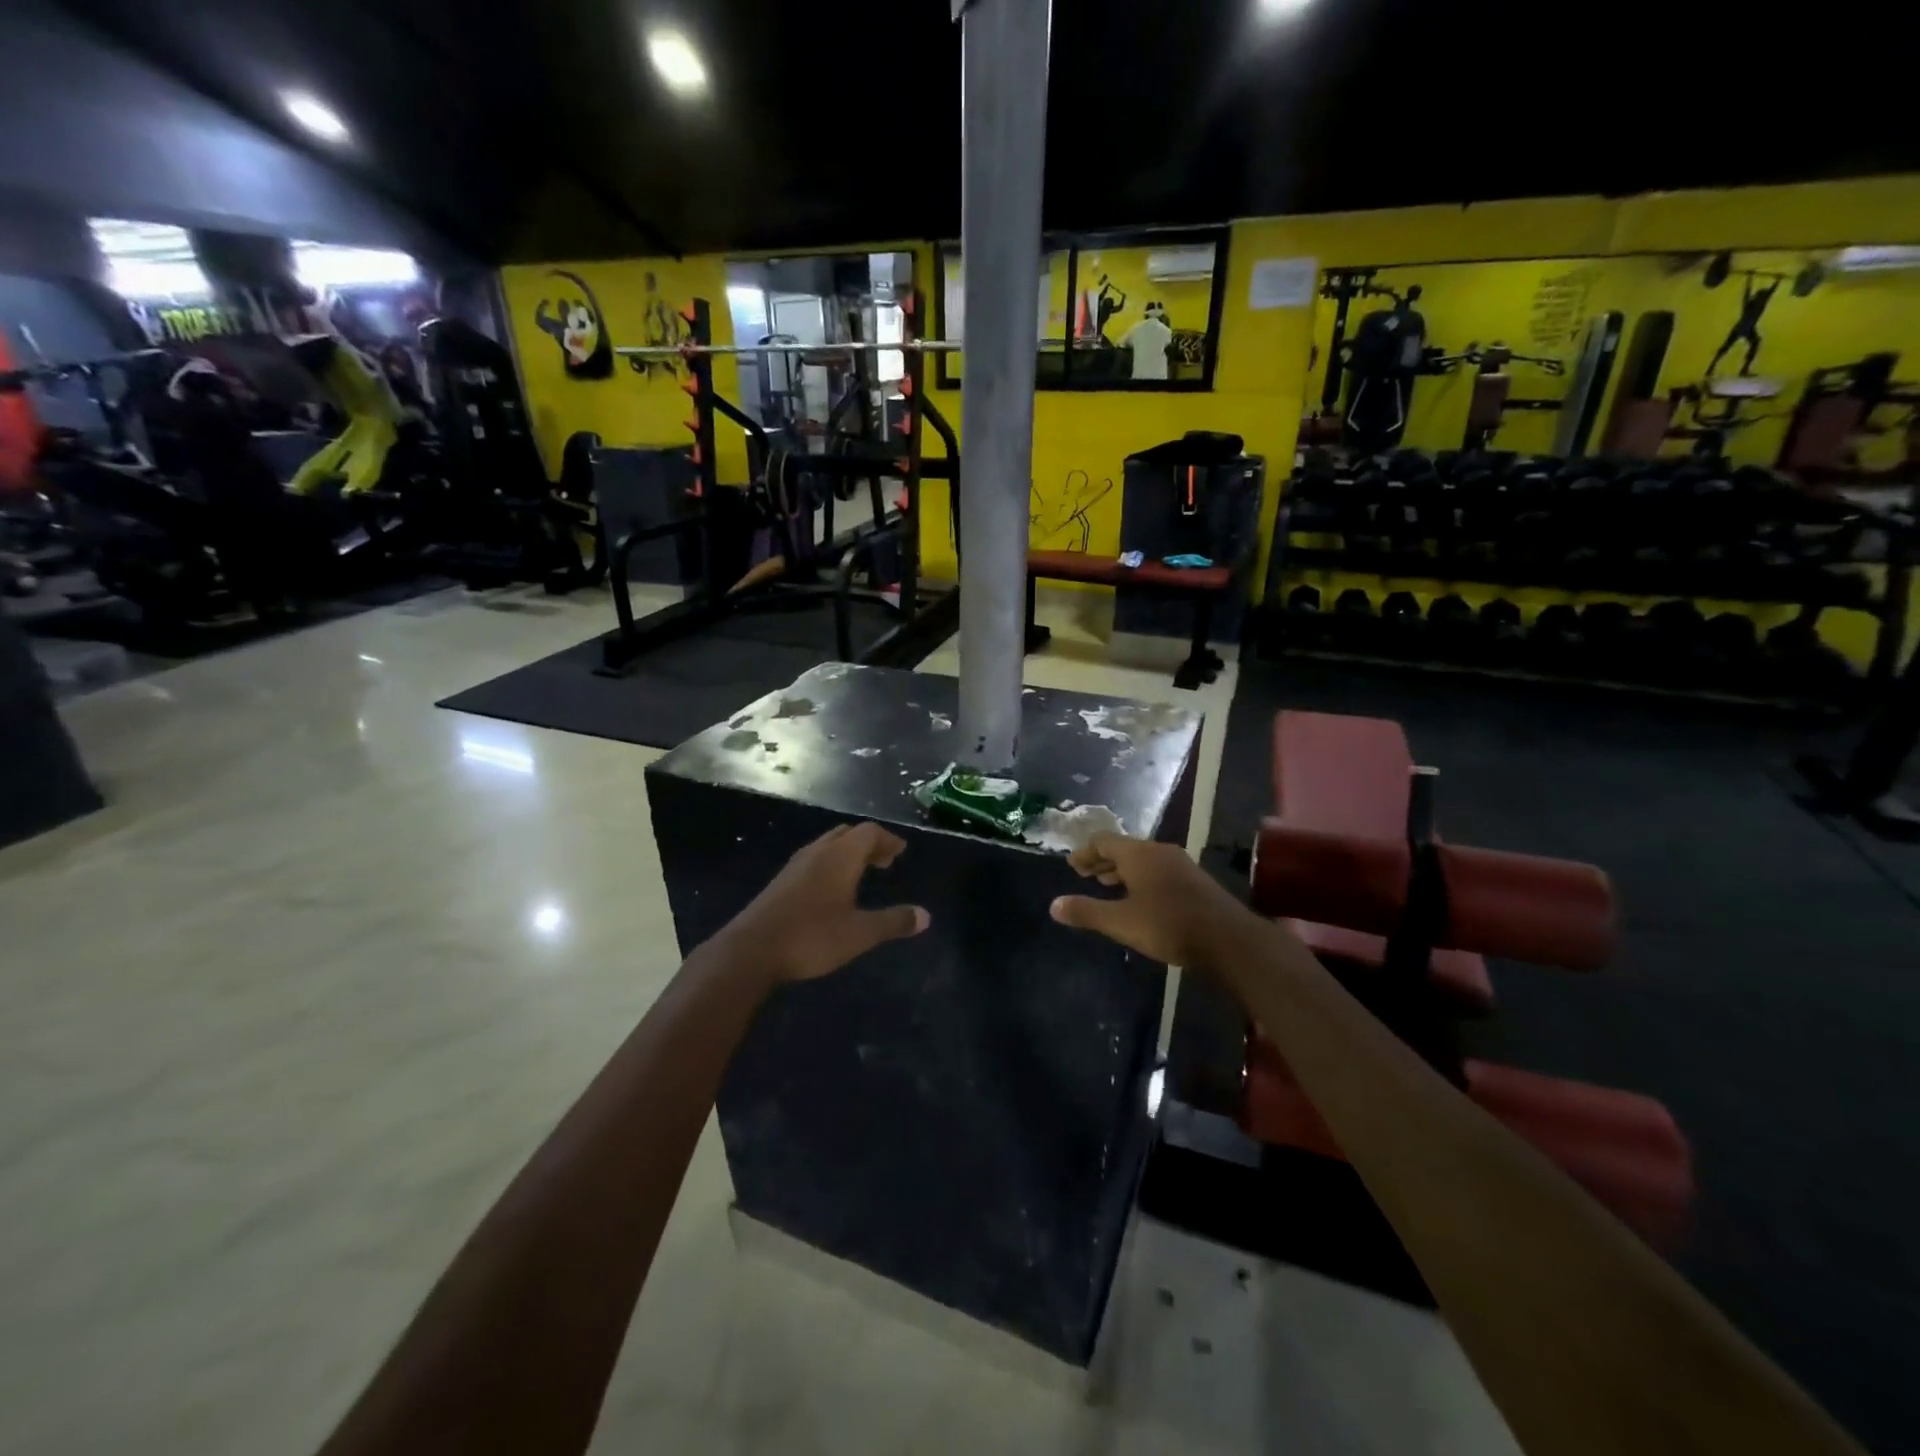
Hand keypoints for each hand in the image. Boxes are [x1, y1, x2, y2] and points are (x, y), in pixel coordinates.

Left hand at [720, 822, 929, 982]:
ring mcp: (795, 865)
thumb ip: (893, 922)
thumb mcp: (860, 933)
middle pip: (847, 834)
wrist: (751, 950)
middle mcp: (818, 852)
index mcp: (840, 856)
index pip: (869, 832)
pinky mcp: (781, 882)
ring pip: (828, 845)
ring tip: (861, 873)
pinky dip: (831, 864)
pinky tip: (831, 890)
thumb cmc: (812, 936)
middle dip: (868, 843)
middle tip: (884, 861)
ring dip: (848, 853)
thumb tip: (926, 916)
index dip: (888, 839)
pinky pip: (814, 860)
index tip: (901, 851)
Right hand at [1049, 833, 1245, 968]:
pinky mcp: (1194, 881)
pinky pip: (1158, 871)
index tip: (1072, 865)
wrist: (1228, 939)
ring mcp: (1180, 865)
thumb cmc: (1168, 925)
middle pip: (1124, 848)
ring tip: (1108, 884)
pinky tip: (1140, 899)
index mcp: (1138, 854)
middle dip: (1102, 861)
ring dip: (1122, 870)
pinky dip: (1140, 878)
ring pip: (1143, 860)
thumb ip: (1087, 912)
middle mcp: (1159, 852)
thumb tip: (1053, 905)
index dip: (1085, 852)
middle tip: (1084, 874)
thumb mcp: (1121, 922)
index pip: (1104, 841)